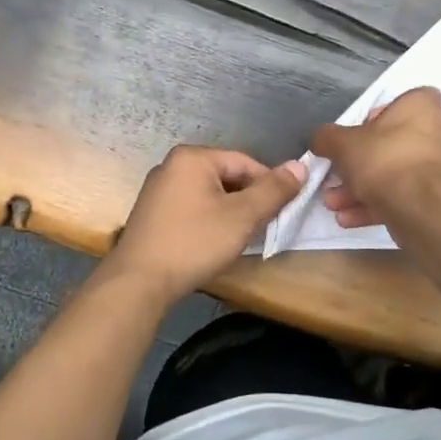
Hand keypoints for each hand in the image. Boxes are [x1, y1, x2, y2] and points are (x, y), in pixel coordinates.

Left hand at [102, 146, 307, 301]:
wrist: (139, 281)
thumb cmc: (194, 242)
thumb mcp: (242, 216)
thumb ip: (274, 190)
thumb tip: (301, 166)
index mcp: (192, 158)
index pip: (246, 162)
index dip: (269, 185)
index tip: (283, 212)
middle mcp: (172, 166)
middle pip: (226, 176)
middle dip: (248, 200)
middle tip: (263, 227)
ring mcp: (158, 190)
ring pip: (209, 194)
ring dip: (230, 213)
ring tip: (240, 238)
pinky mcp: (152, 214)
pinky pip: (192, 208)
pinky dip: (209, 221)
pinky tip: (213, 243)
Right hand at [311, 87, 440, 228]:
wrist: (424, 208)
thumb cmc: (385, 160)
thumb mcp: (342, 144)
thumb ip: (327, 138)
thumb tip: (320, 140)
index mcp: (424, 106)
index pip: (398, 104)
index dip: (373, 120)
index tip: (354, 139)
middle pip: (393, 144)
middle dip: (360, 166)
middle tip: (336, 182)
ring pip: (399, 174)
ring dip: (364, 190)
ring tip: (336, 206)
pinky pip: (409, 195)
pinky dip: (381, 205)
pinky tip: (351, 219)